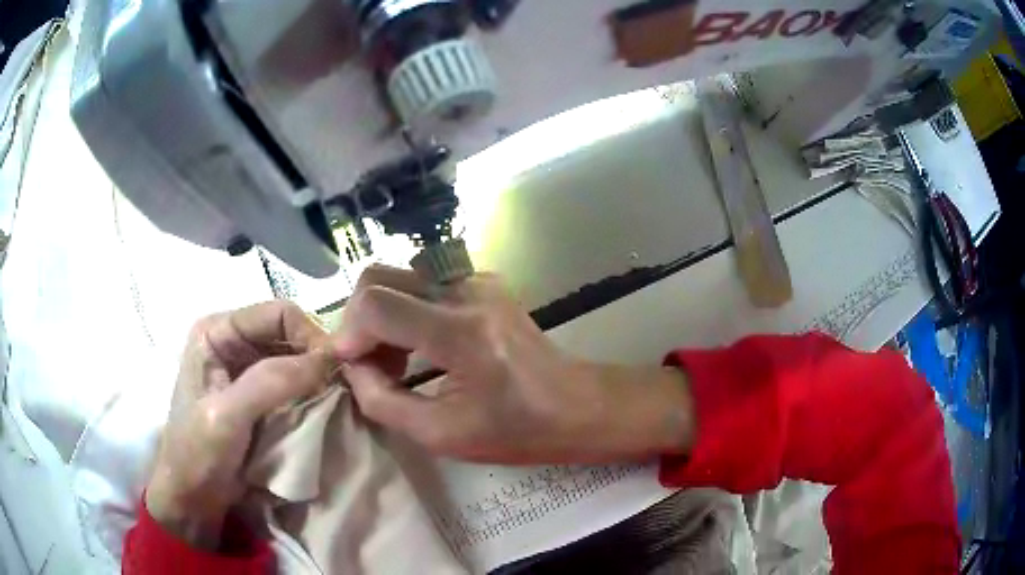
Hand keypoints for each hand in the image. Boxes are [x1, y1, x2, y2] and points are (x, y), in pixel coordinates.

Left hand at [146, 302, 335, 548]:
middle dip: (316, 357)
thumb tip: (328, 359)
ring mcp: (246, 370)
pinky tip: (324, 409)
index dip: (310, 335)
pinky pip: (293, 385)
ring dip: (317, 377)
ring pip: (294, 359)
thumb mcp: (227, 416)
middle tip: (345, 385)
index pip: (276, 314)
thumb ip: (270, 382)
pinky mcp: (259, 398)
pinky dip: (312, 395)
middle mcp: (233, 342)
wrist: (194, 498)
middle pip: (288, 334)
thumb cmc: (198, 453)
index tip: (338, 369)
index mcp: (217, 332)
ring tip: (339, 398)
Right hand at [335, 266, 694, 464]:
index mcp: (460, 332)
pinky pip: (422, 283)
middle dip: (359, 319)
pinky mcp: (482, 282)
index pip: (376, 304)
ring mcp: (476, 280)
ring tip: (393, 362)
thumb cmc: (516, 431)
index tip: (351, 367)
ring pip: (398, 276)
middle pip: (378, 276)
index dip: (349, 334)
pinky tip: (417, 347)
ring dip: (381, 315)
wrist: (575, 405)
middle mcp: (465, 291)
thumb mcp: (442, 434)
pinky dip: (405, 310)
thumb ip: (383, 402)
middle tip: (369, 364)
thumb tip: (352, 369)